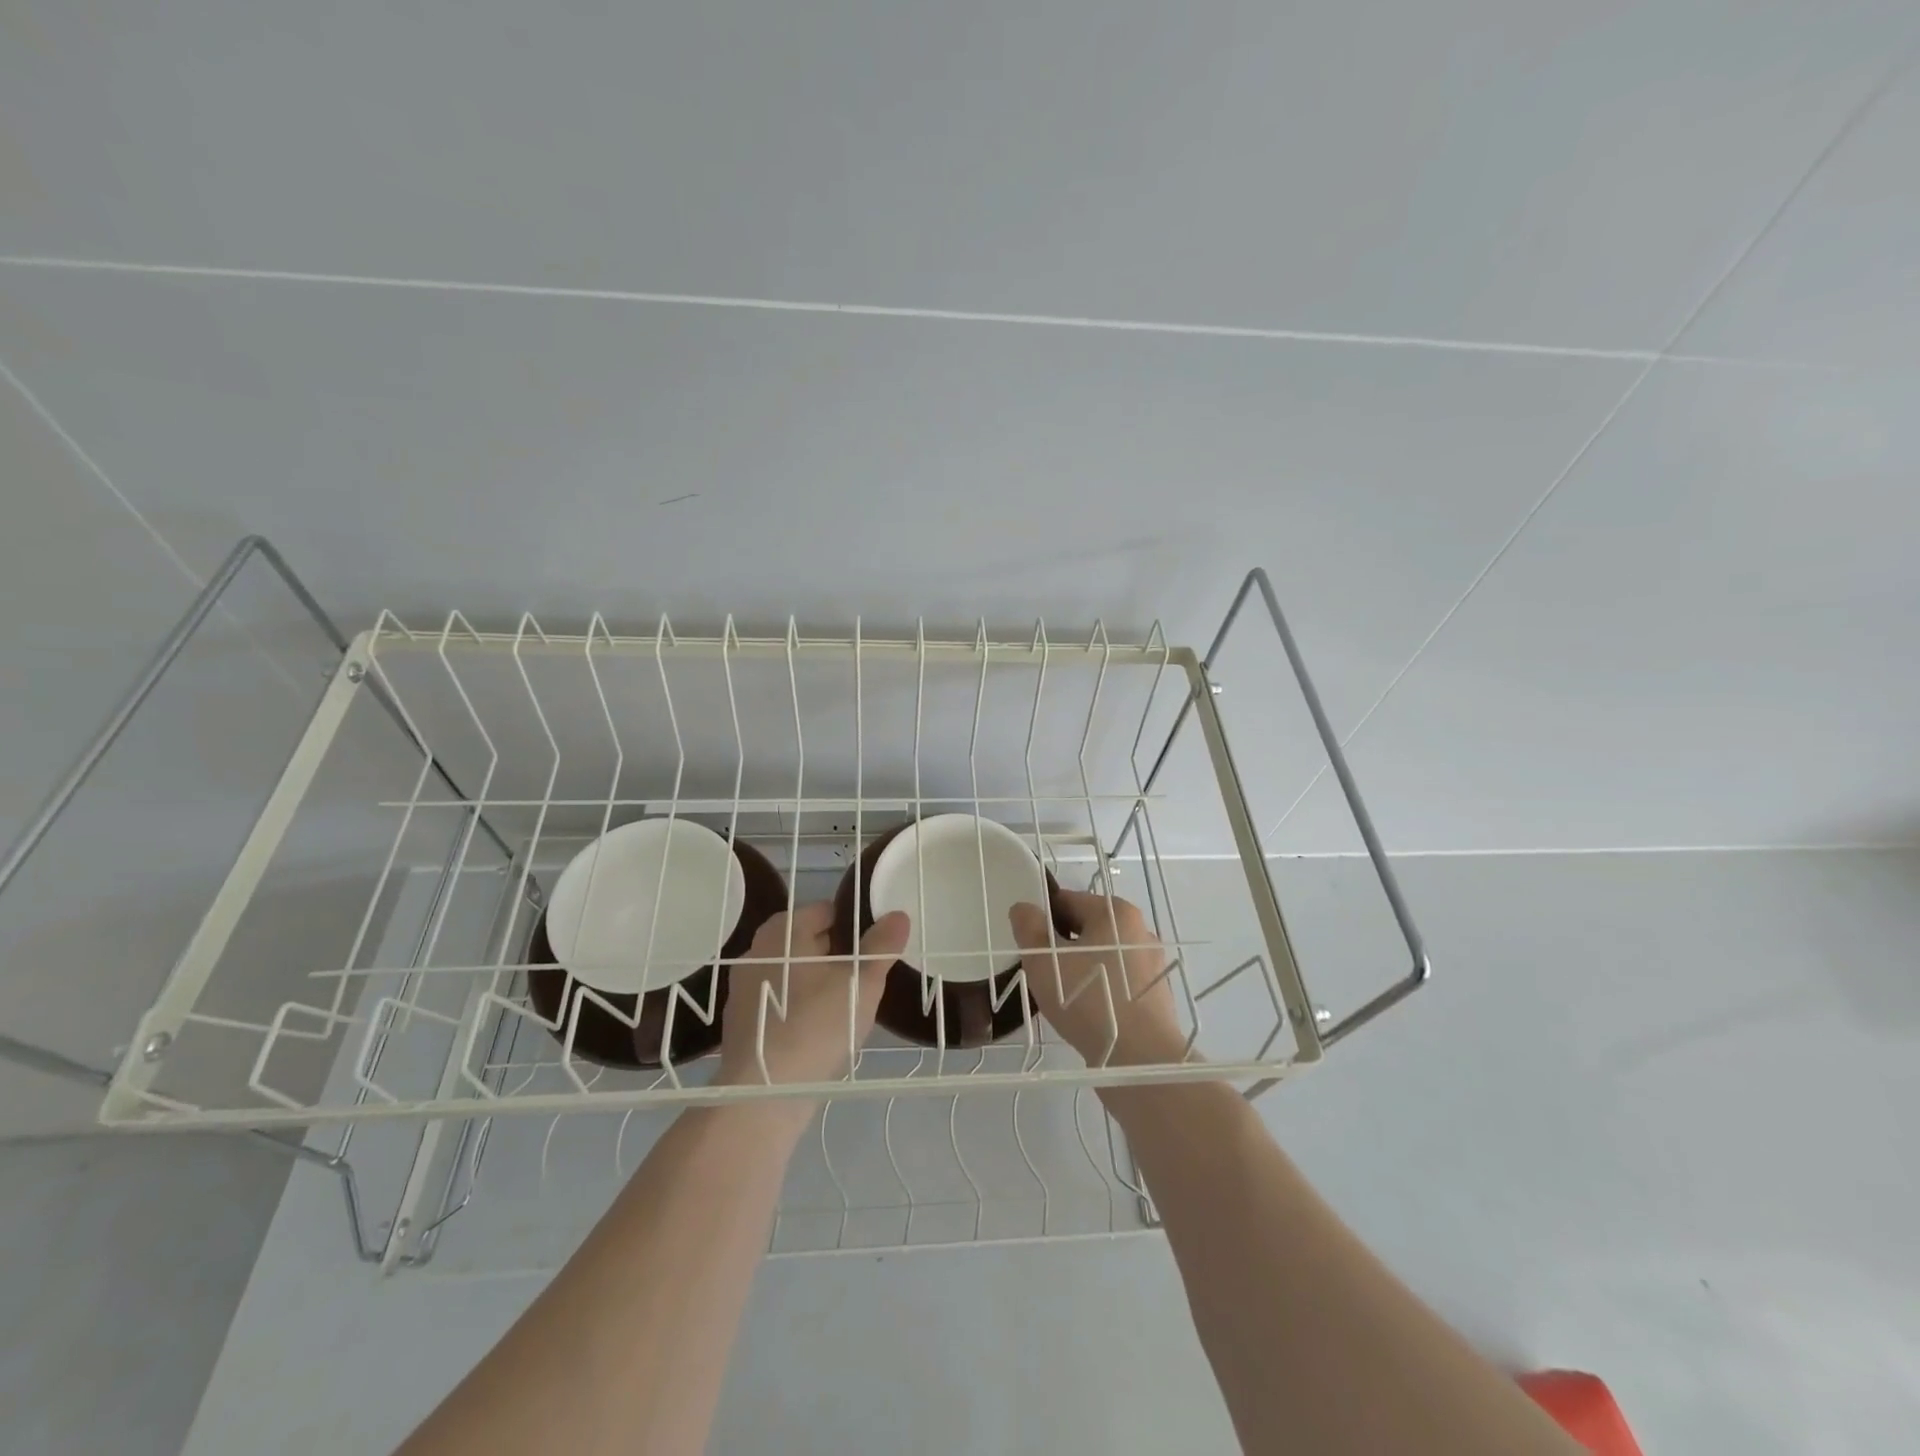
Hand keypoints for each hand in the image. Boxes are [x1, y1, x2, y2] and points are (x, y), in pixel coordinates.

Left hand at [720, 902, 910, 1087]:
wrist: (764, 1093)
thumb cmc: (816, 1025)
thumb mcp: (862, 983)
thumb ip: (881, 947)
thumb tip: (898, 915)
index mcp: (784, 931)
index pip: (826, 911)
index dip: (854, 926)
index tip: (874, 949)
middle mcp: (757, 950)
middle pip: (807, 941)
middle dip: (837, 955)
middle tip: (866, 978)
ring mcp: (744, 987)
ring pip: (792, 973)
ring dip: (817, 983)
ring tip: (847, 1007)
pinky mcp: (740, 1022)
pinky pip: (779, 1002)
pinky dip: (798, 1008)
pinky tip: (819, 1032)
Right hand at [1009, 888, 1185, 1067]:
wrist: (1139, 1058)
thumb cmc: (1088, 998)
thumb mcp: (1043, 960)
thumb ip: (1029, 928)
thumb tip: (1023, 908)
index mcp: (1117, 912)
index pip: (1070, 901)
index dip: (1043, 918)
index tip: (1028, 943)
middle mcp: (1140, 931)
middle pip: (1089, 928)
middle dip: (1062, 945)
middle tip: (1041, 971)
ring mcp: (1152, 965)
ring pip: (1104, 957)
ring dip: (1080, 969)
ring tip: (1060, 995)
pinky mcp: (1156, 996)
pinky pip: (1118, 982)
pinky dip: (1100, 990)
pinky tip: (1084, 1013)